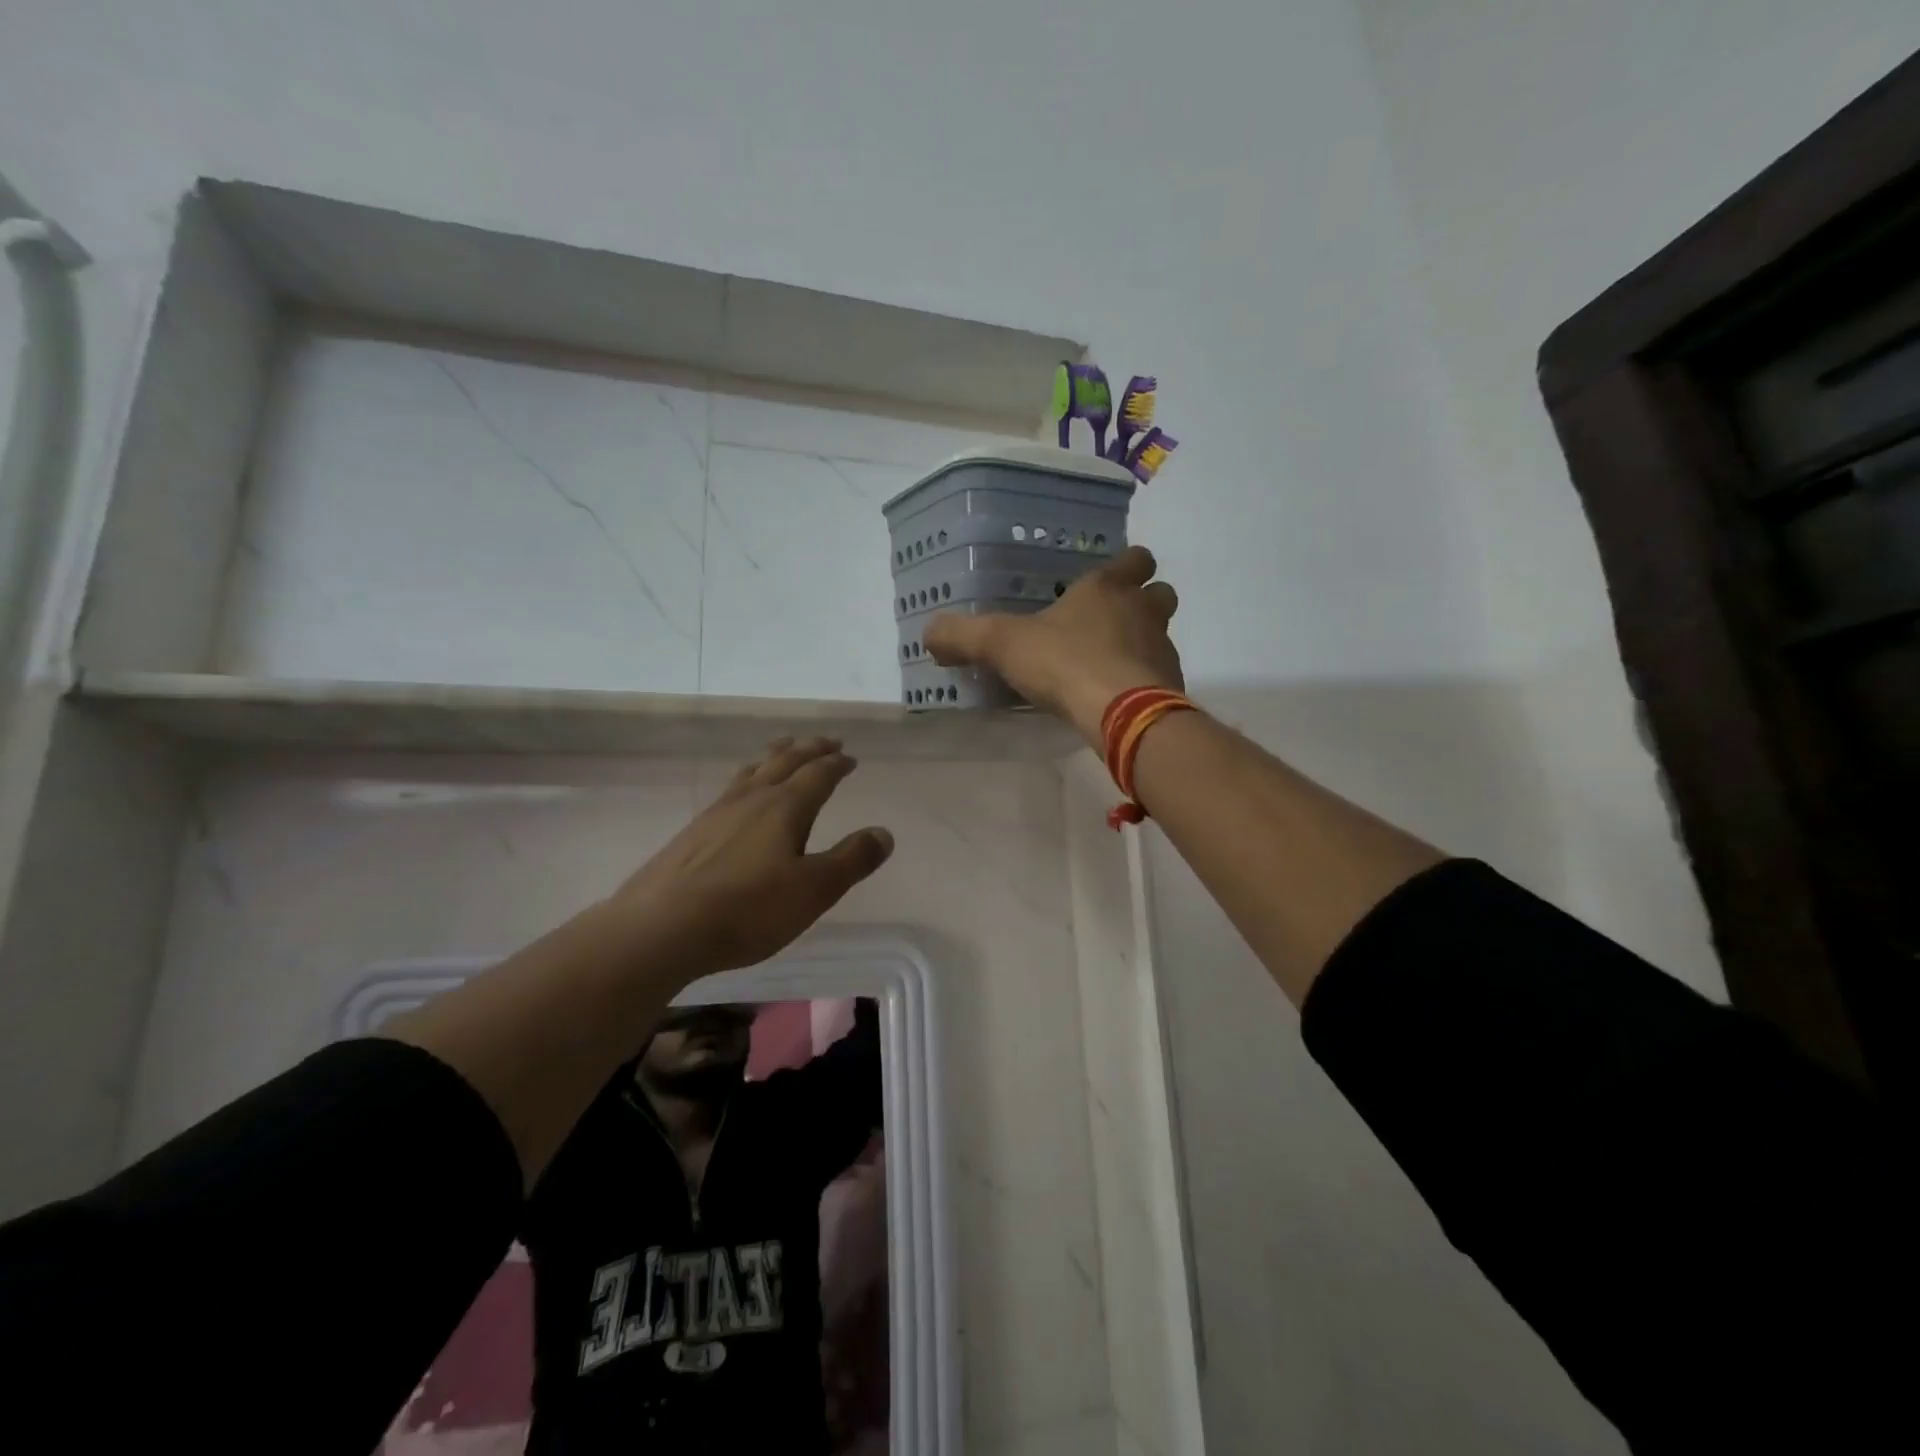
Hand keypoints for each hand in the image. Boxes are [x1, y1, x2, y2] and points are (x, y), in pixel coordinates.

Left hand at [606, 738, 893, 976]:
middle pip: (785, 762)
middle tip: (825, 741)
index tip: (850, 758)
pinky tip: (739, 795)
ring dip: (775, 756)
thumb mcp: (814, 890)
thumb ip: (851, 860)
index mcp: (785, 807)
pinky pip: (730, 789)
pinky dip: (748, 779)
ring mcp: (717, 812)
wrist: (662, 927)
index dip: (837, 764)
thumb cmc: (748, 909)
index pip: (818, 775)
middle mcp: (752, 799)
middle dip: (809, 750)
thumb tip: (884, 833)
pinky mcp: (693, 832)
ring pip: (753, 771)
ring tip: (783, 750)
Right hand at [925, 544, 1183, 744]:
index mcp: (1108, 588)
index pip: (1135, 558)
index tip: (1111, 577)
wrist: (1121, 712)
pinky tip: (1117, 698)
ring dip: (1144, 642)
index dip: (1127, 564)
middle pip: (1160, 592)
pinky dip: (1145, 681)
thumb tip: (929, 633)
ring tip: (1110, 664)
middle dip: (1144, 600)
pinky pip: (1161, 675)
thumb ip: (963, 635)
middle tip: (1113, 620)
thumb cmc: (1064, 662)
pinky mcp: (1171, 685)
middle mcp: (1142, 611)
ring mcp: (1162, 648)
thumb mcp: (1001, 644)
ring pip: (1162, 634)